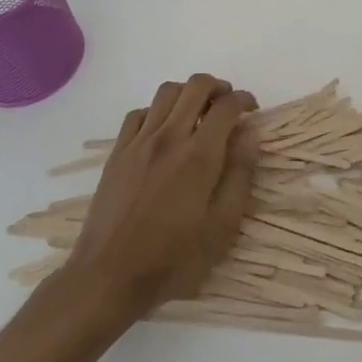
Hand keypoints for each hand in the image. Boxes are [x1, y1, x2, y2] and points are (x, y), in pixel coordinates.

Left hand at [53, 74, 257, 321]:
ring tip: (198, 112)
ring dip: (188, 93)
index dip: (244, 100)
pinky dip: (158, 111)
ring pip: (167, 92)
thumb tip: (250, 136)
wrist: (109, 275)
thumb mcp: (222, 227)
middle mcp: (169, 137)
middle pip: (196, 86)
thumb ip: (240, 176)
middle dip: (219, 87)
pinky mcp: (118, 152)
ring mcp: (139, 142)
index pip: (227, 106)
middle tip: (229, 106)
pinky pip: (139, 113)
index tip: (252, 111)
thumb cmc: (173, 258)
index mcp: (200, 155)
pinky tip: (164, 130)